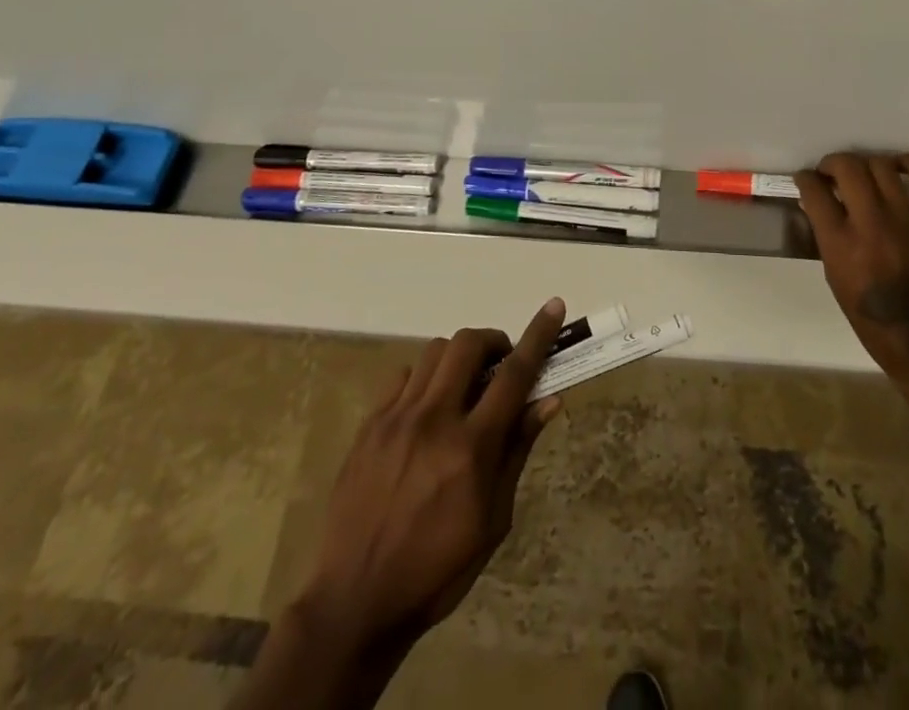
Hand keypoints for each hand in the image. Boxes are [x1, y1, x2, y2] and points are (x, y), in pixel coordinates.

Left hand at [299, 299, 567, 645]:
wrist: (355, 601)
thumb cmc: (437, 570)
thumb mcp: (493, 520)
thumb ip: (517, 451)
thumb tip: (548, 400)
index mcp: (471, 449)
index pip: (514, 375)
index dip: (538, 336)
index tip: (553, 306)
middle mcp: (433, 421)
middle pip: (467, 345)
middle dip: (493, 342)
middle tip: (501, 366)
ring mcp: (396, 419)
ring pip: (434, 353)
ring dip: (459, 359)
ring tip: (464, 389)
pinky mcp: (369, 425)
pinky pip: (403, 377)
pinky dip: (424, 379)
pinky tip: (427, 410)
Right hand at [796, 152, 908, 382]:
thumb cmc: (874, 322)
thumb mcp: (836, 279)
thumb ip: (827, 239)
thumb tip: (818, 207)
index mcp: (840, 243)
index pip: (814, 190)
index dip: (805, 179)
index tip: (806, 180)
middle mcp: (871, 222)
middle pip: (847, 166)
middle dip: (832, 163)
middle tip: (830, 173)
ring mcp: (905, 217)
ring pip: (881, 164)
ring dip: (865, 163)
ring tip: (862, 174)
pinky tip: (897, 168)